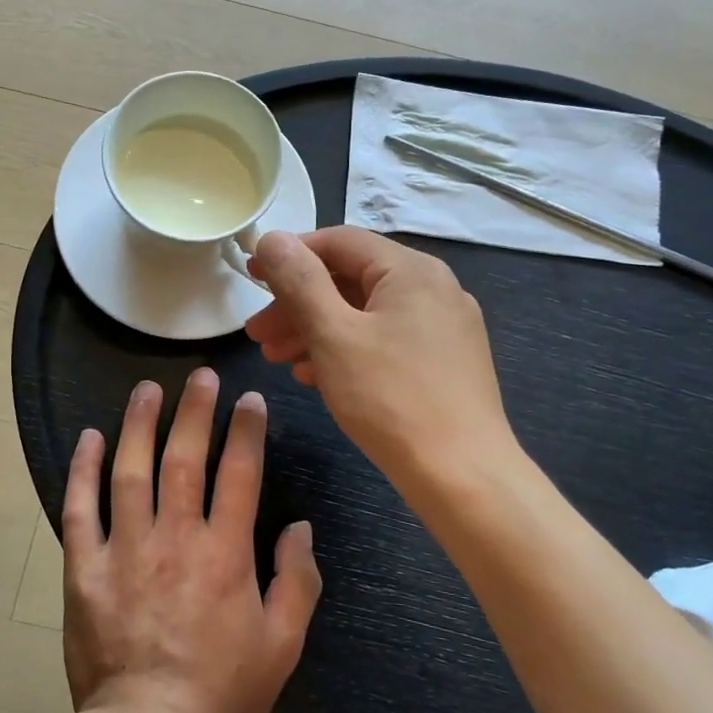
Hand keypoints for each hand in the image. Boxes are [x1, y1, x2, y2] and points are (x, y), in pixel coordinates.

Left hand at [60, 369, 321, 712]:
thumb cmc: (221, 692)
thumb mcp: (282, 644)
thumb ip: (298, 580)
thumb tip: (301, 527)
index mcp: (225, 553)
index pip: (239, 474)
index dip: (246, 431)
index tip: (249, 400)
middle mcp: (175, 538)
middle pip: (184, 458)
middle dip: (195, 411)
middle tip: (199, 376)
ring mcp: (125, 550)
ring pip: (130, 472)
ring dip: (139, 425)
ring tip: (147, 389)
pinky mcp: (85, 569)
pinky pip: (80, 510)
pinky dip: (83, 471)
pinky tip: (89, 439)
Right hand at [246, 227, 513, 487]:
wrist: (461, 475)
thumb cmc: (390, 397)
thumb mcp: (334, 334)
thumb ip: (300, 281)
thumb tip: (273, 237)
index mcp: (411, 270)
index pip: (339, 242)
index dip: (289, 255)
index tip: (251, 276)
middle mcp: (434, 288)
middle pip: (351, 280)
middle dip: (298, 304)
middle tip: (257, 333)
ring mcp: (443, 327)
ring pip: (366, 314)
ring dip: (316, 330)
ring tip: (277, 358)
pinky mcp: (444, 362)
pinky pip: (385, 341)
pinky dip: (346, 351)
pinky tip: (316, 376)